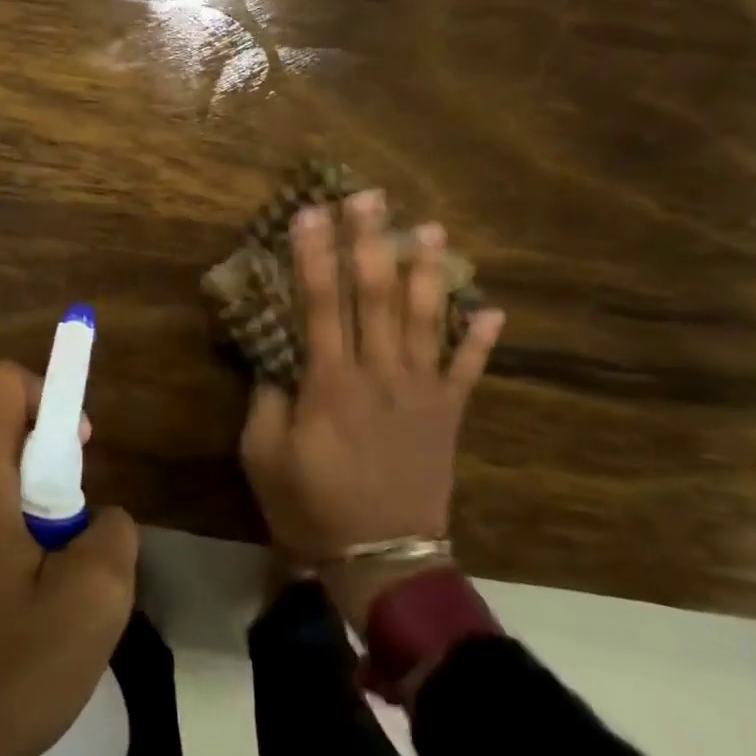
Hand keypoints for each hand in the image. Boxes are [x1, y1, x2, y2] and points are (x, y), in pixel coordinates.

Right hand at [240, 194, 503, 625]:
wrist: (382, 559)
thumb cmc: (311, 506)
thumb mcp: (264, 455)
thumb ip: (266, 399)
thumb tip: (274, 358)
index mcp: (330, 382)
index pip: (321, 303)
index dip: (314, 254)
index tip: (309, 212)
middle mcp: (379, 374)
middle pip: (376, 295)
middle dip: (370, 241)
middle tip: (371, 196)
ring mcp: (421, 392)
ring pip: (425, 318)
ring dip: (427, 271)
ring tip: (431, 230)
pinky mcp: (448, 414)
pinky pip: (467, 370)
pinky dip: (480, 340)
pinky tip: (492, 309)